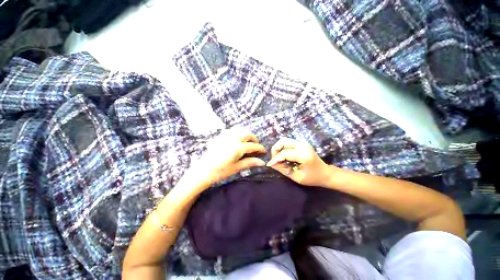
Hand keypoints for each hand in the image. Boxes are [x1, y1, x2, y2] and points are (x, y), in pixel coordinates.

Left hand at [191, 128, 265, 189]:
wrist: (203, 171)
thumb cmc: (220, 171)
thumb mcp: (236, 167)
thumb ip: (250, 162)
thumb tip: (262, 162)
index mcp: (237, 148)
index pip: (252, 146)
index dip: (260, 148)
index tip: (264, 151)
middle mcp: (232, 139)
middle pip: (247, 134)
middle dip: (254, 138)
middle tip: (256, 145)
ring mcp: (225, 136)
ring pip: (239, 130)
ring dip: (246, 133)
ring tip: (248, 140)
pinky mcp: (219, 136)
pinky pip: (231, 130)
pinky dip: (237, 132)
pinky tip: (237, 137)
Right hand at [267, 137, 330, 186]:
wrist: (326, 173)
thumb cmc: (313, 178)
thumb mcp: (297, 177)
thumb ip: (283, 170)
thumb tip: (272, 164)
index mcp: (303, 155)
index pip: (284, 153)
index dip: (275, 159)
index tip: (269, 165)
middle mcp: (303, 146)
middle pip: (283, 141)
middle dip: (275, 150)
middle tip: (274, 160)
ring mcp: (302, 143)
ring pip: (284, 140)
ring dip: (278, 148)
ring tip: (277, 158)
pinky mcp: (301, 144)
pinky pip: (288, 143)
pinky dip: (282, 148)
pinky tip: (283, 156)